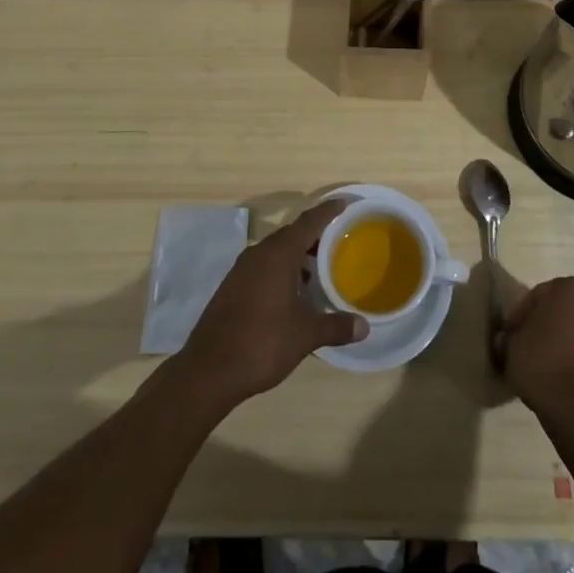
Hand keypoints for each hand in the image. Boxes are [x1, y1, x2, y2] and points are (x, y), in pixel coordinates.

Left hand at [173, 199, 367, 409]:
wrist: (209, 369)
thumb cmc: (262, 343)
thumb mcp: (305, 335)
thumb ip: (335, 326)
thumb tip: (364, 327)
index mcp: (278, 254)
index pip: (308, 222)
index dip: (327, 212)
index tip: (344, 203)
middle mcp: (259, 253)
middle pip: (291, 234)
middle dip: (314, 235)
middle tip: (338, 241)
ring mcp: (242, 269)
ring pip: (275, 251)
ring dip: (296, 254)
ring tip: (318, 268)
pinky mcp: (232, 286)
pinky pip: (263, 266)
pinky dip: (281, 269)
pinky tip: (292, 291)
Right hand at [502, 276, 573, 425]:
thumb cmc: (541, 364)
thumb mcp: (511, 346)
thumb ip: (509, 336)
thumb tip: (509, 340)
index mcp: (569, 290)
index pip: (537, 296)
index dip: (520, 315)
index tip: (510, 334)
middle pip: (560, 311)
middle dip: (544, 325)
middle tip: (525, 345)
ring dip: (560, 342)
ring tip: (541, 365)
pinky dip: (573, 359)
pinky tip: (557, 377)